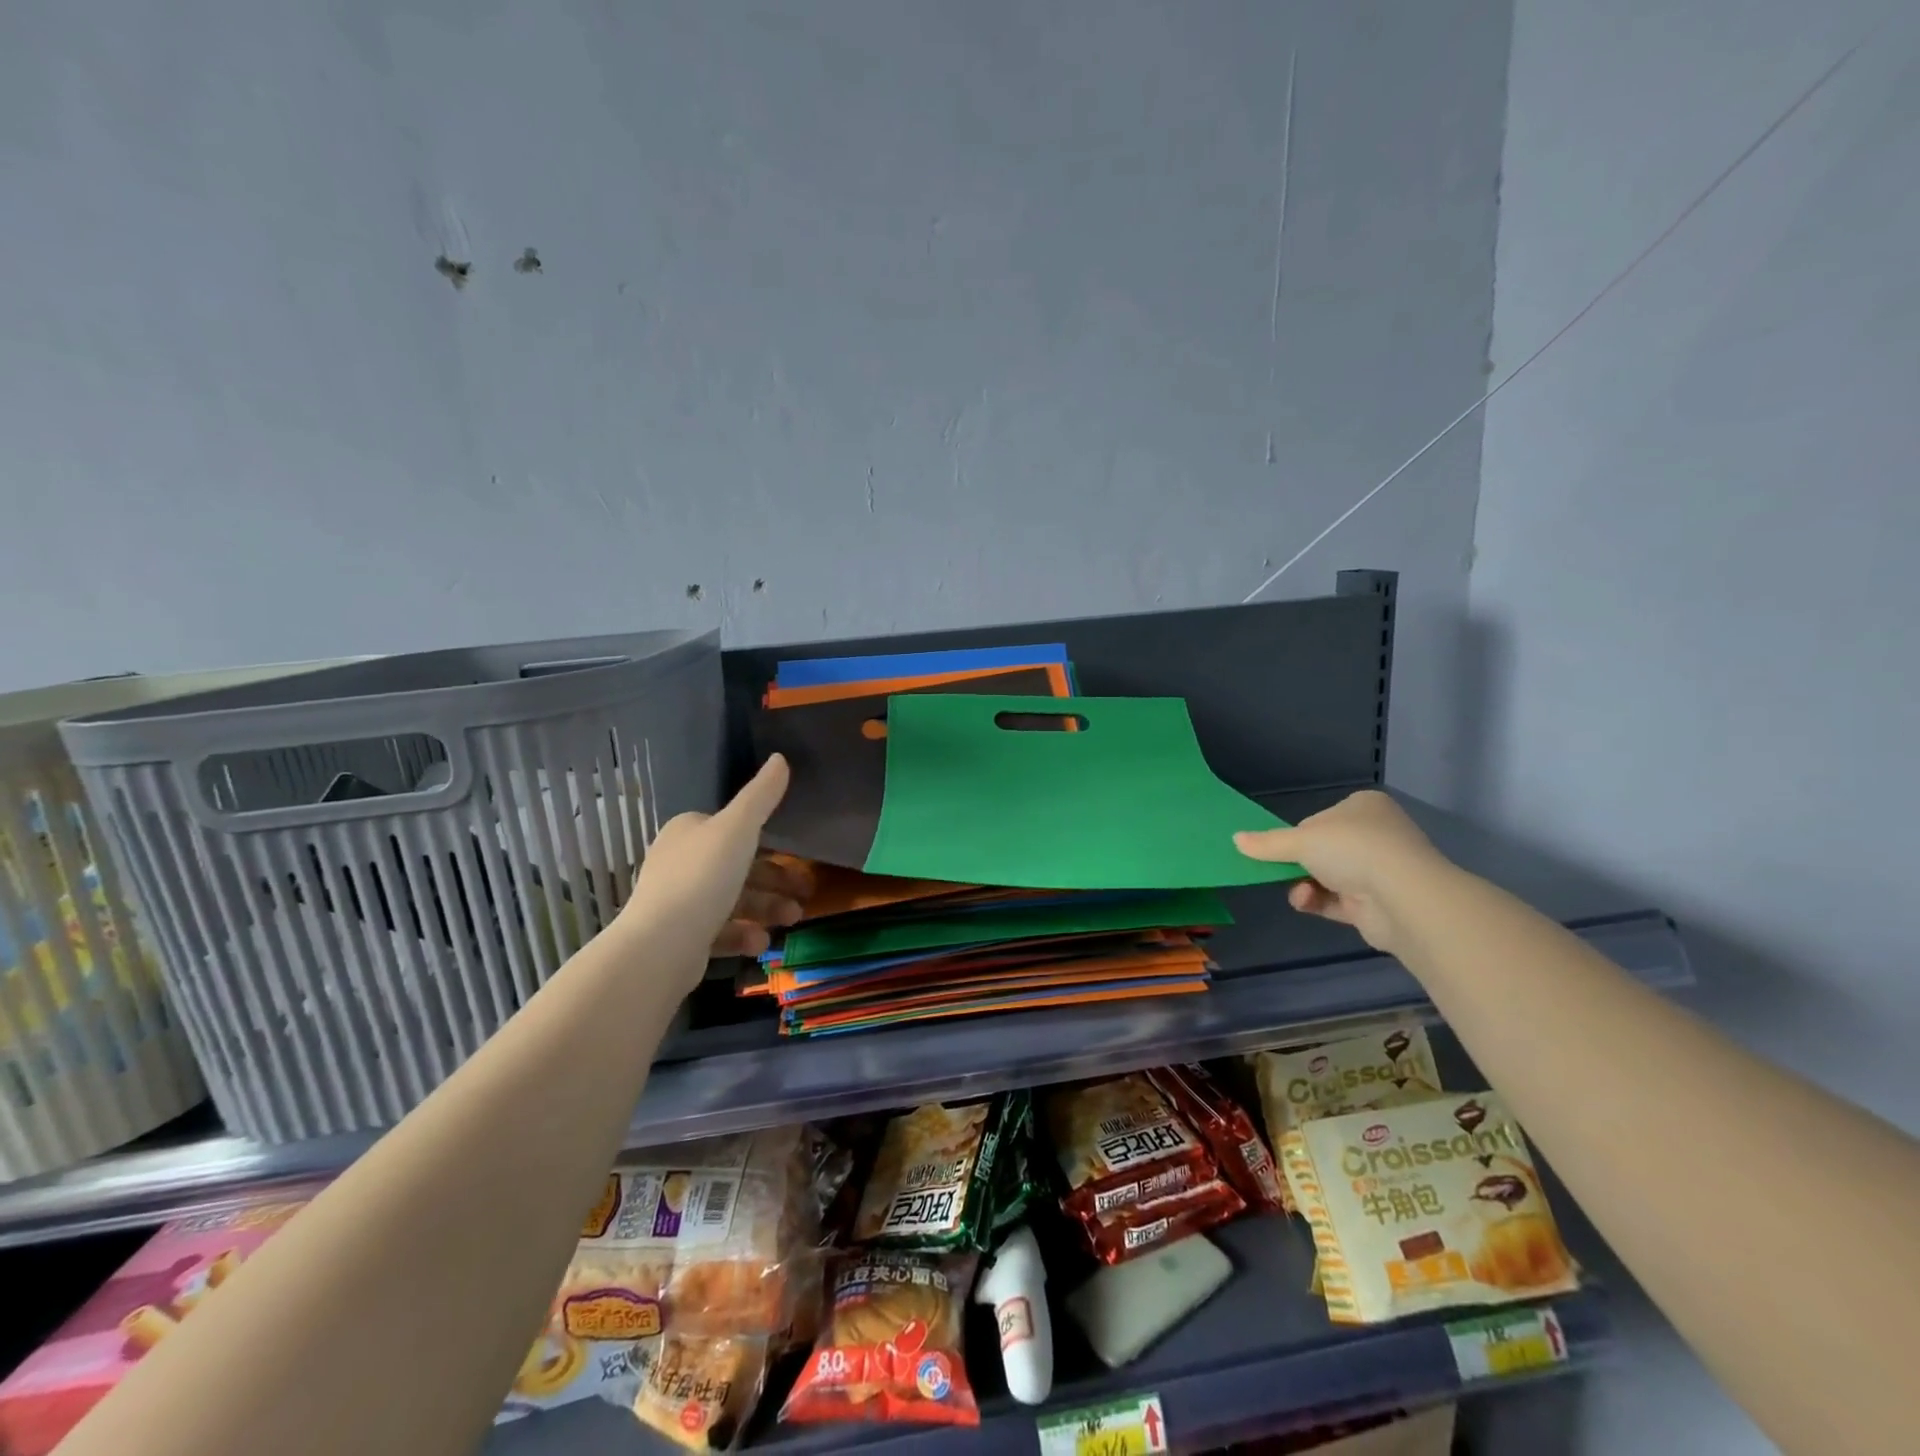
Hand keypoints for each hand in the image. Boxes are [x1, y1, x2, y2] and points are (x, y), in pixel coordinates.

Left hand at [622, 756, 804, 976]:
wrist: (660, 946)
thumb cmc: (702, 878)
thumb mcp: (738, 829)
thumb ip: (761, 796)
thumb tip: (780, 758)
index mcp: (689, 831)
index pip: (734, 829)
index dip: (770, 841)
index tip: (798, 856)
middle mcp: (681, 862)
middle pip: (739, 867)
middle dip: (776, 881)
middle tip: (806, 894)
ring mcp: (679, 902)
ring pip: (733, 900)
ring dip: (767, 908)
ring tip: (793, 919)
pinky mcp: (681, 937)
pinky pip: (721, 931)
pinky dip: (744, 934)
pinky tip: (762, 943)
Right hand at [1234, 789, 1446, 953]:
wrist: (1403, 897)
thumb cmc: (1352, 849)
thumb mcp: (1301, 840)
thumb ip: (1267, 843)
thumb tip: (1235, 839)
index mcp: (1364, 807)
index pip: (1320, 820)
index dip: (1299, 835)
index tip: (1284, 846)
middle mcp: (1376, 835)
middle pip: (1323, 850)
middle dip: (1299, 864)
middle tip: (1278, 871)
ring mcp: (1380, 871)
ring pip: (1328, 877)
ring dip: (1305, 884)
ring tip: (1298, 892)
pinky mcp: (1378, 903)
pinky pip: (1337, 901)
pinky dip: (1317, 901)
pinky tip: (1305, 902)